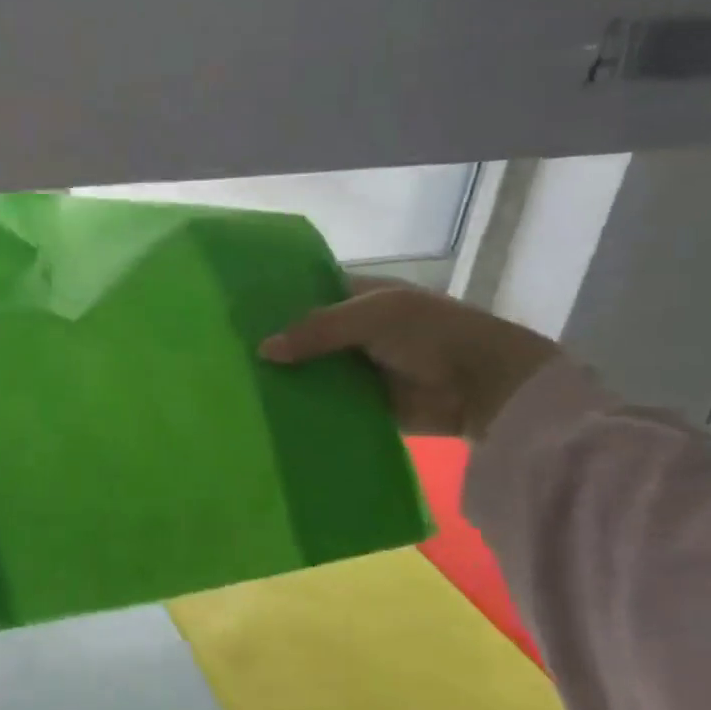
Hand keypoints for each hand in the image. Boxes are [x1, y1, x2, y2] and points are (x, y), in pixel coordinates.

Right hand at [259, 279, 559, 439]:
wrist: (483, 386)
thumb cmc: (431, 334)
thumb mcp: (372, 317)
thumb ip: (317, 330)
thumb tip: (262, 350)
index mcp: (359, 298)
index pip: (308, 295)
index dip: (277, 303)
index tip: (236, 315)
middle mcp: (354, 332)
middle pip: (305, 337)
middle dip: (275, 346)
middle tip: (227, 356)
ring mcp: (358, 370)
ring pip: (312, 372)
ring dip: (286, 380)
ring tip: (239, 388)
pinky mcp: (362, 405)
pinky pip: (326, 406)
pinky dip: (305, 409)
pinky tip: (270, 414)